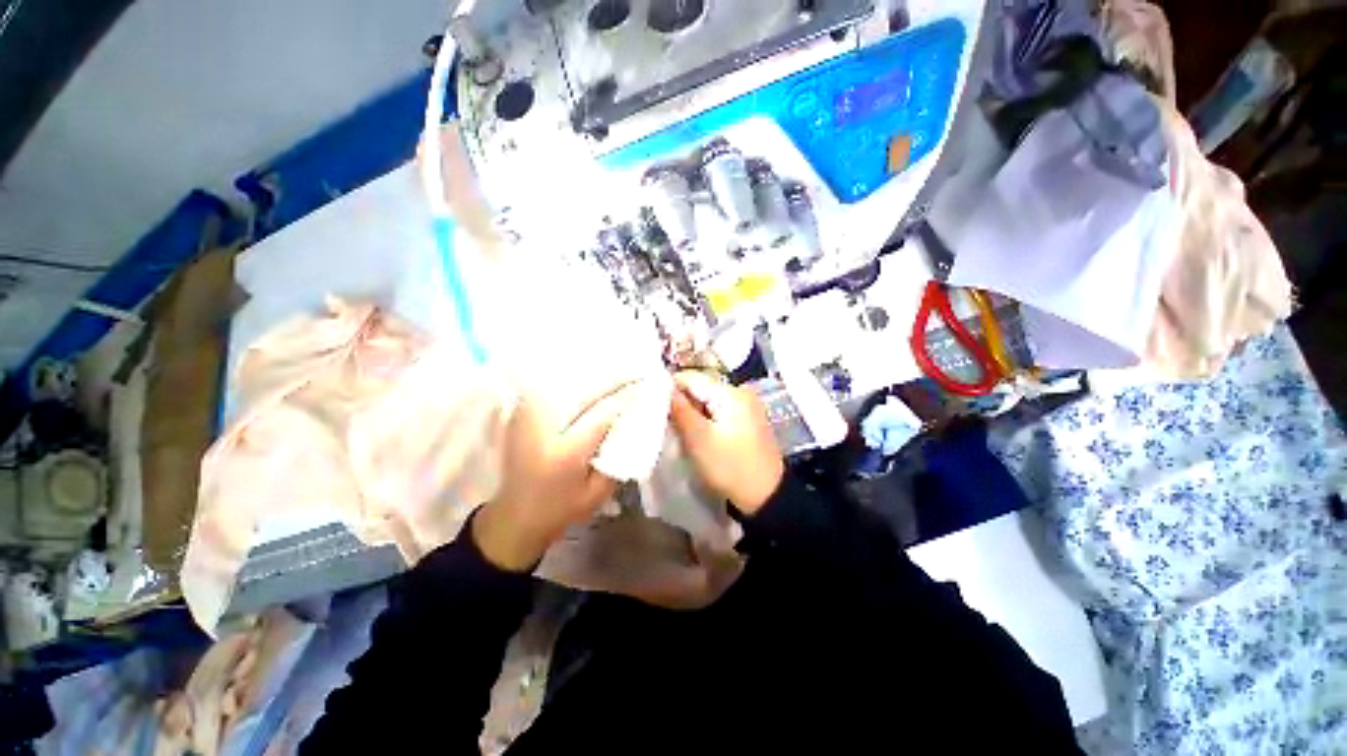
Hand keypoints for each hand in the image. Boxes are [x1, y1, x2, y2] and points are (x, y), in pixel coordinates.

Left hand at [473, 385, 633, 570]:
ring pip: (569, 382)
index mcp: (565, 452)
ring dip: (597, 375)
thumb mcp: (598, 491)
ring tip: (621, 370)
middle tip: (639, 371)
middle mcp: (543, 427)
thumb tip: (633, 421)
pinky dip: (576, 379)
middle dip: (615, 378)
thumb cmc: (562, 507)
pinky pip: (554, 386)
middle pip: (586, 390)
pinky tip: (593, 377)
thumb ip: (617, 457)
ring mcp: (527, 415)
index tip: (647, 385)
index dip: (627, 396)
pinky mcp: (521, 411)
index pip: (603, 413)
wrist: (515, 513)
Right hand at [669, 371, 783, 515]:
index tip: (651, 404)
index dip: (669, 388)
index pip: (691, 378)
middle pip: (700, 388)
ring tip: (678, 429)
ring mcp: (746, 406)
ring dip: (692, 412)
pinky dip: (704, 419)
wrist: (766, 496)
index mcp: (731, 393)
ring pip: (708, 400)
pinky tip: (696, 434)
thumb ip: (680, 410)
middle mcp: (740, 392)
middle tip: (665, 421)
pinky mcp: (746, 419)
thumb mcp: (699, 439)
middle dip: (681, 403)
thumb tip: (663, 386)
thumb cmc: (730, 467)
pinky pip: (718, 411)